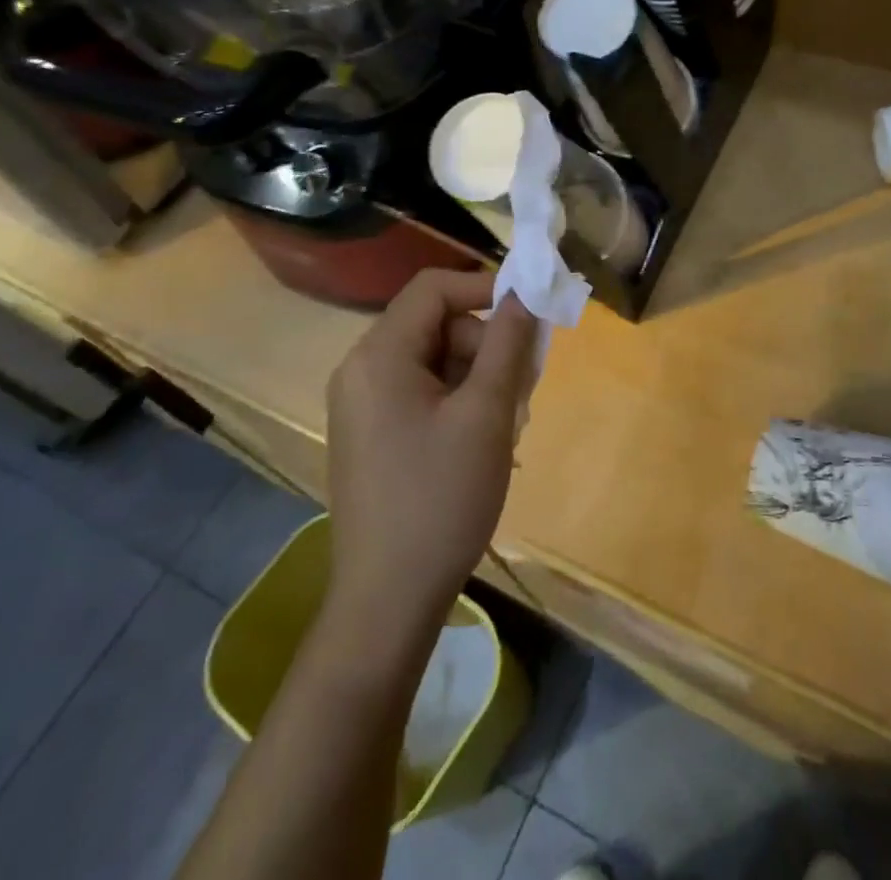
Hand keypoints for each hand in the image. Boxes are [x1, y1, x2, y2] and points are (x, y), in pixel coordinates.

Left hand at [324, 269, 538, 636]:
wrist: (387, 602)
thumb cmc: (441, 498)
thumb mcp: (486, 414)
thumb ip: (507, 343)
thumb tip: (524, 293)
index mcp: (378, 356)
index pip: (434, 288)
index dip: (486, 288)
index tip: (529, 315)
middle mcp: (361, 370)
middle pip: (436, 325)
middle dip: (486, 346)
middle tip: (524, 389)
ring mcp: (362, 406)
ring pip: (434, 362)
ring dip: (478, 378)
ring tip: (507, 425)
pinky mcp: (371, 435)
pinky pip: (421, 393)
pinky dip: (458, 403)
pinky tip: (482, 443)